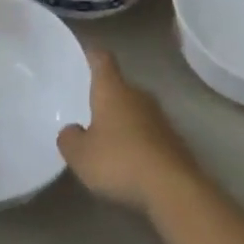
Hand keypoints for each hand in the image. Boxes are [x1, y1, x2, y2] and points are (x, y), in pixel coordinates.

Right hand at [58, 49, 199, 212]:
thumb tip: (72, 130)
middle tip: (90, 110)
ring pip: (136, 111)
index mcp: (113, 89)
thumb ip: (69, 139)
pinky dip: (139, 142)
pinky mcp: (174, 141)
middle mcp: (138, 95)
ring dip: (124, 121)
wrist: (173, 188)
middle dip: (106, 96)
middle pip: (120, 86)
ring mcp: (160, 117)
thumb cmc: (119, 161)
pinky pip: (149, 133)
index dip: (92, 55)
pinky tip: (130, 163)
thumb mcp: (81, 155)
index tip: (85, 55)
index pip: (102, 59)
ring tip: (108, 141)